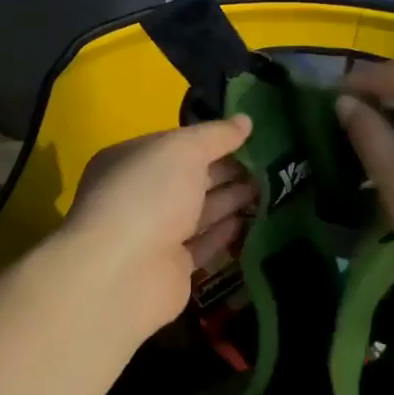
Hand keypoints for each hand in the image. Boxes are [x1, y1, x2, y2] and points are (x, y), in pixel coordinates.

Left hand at [58, 116, 256, 337]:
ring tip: (271, 188)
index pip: (176, 144)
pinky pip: (204, 245)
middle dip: (227, 170)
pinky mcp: (172, 269)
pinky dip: (227, 233)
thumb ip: (216, 135)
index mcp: (131, 160)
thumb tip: (246, 120)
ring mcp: (154, 235)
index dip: (211, 139)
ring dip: (232, 199)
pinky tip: (253, 221)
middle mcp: (139, 196)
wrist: (122, 274)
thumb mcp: (184, 150)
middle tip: (270, 163)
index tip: (250, 137)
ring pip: (200, 212)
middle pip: (190, 178)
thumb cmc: (148, 195)